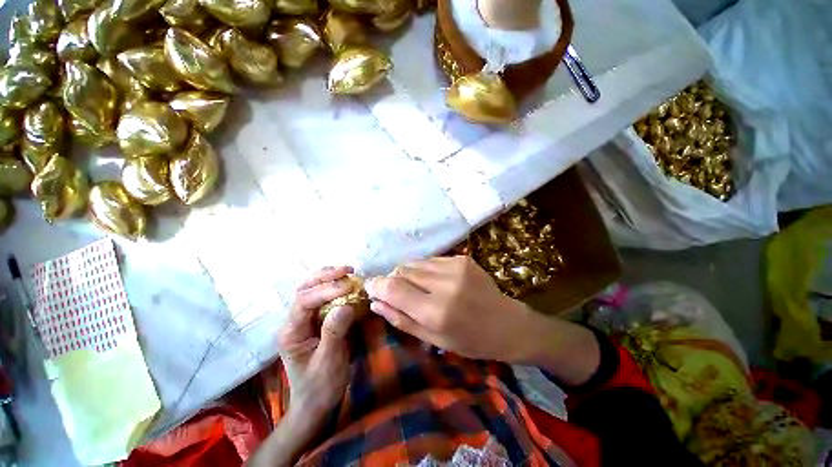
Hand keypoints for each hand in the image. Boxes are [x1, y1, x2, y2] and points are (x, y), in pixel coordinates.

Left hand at [279, 266, 356, 424]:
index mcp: (291, 332)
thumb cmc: (321, 386)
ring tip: (347, 272)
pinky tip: (345, 282)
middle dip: (325, 276)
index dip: (326, 290)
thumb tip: (346, 306)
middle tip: (348, 270)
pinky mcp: (314, 319)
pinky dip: (333, 285)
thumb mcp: (329, 363)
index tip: (349, 286)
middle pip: (303, 288)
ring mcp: (302, 319)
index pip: (304, 301)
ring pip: (310, 288)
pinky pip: (321, 296)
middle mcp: (293, 321)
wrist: (315, 403)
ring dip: (328, 277)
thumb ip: (335, 333)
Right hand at [367, 256, 600, 383]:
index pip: (393, 288)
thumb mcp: (434, 339)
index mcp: (436, 311)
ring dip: (408, 274)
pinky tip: (433, 281)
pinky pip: (430, 260)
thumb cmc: (470, 340)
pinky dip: (423, 269)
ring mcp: (455, 266)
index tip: (370, 287)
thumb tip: (375, 302)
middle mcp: (445, 284)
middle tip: (398, 292)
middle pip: (402, 271)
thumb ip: (401, 319)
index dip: (377, 285)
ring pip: (414, 263)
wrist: (507, 324)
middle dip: (393, 280)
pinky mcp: (462, 259)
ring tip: (418, 288)